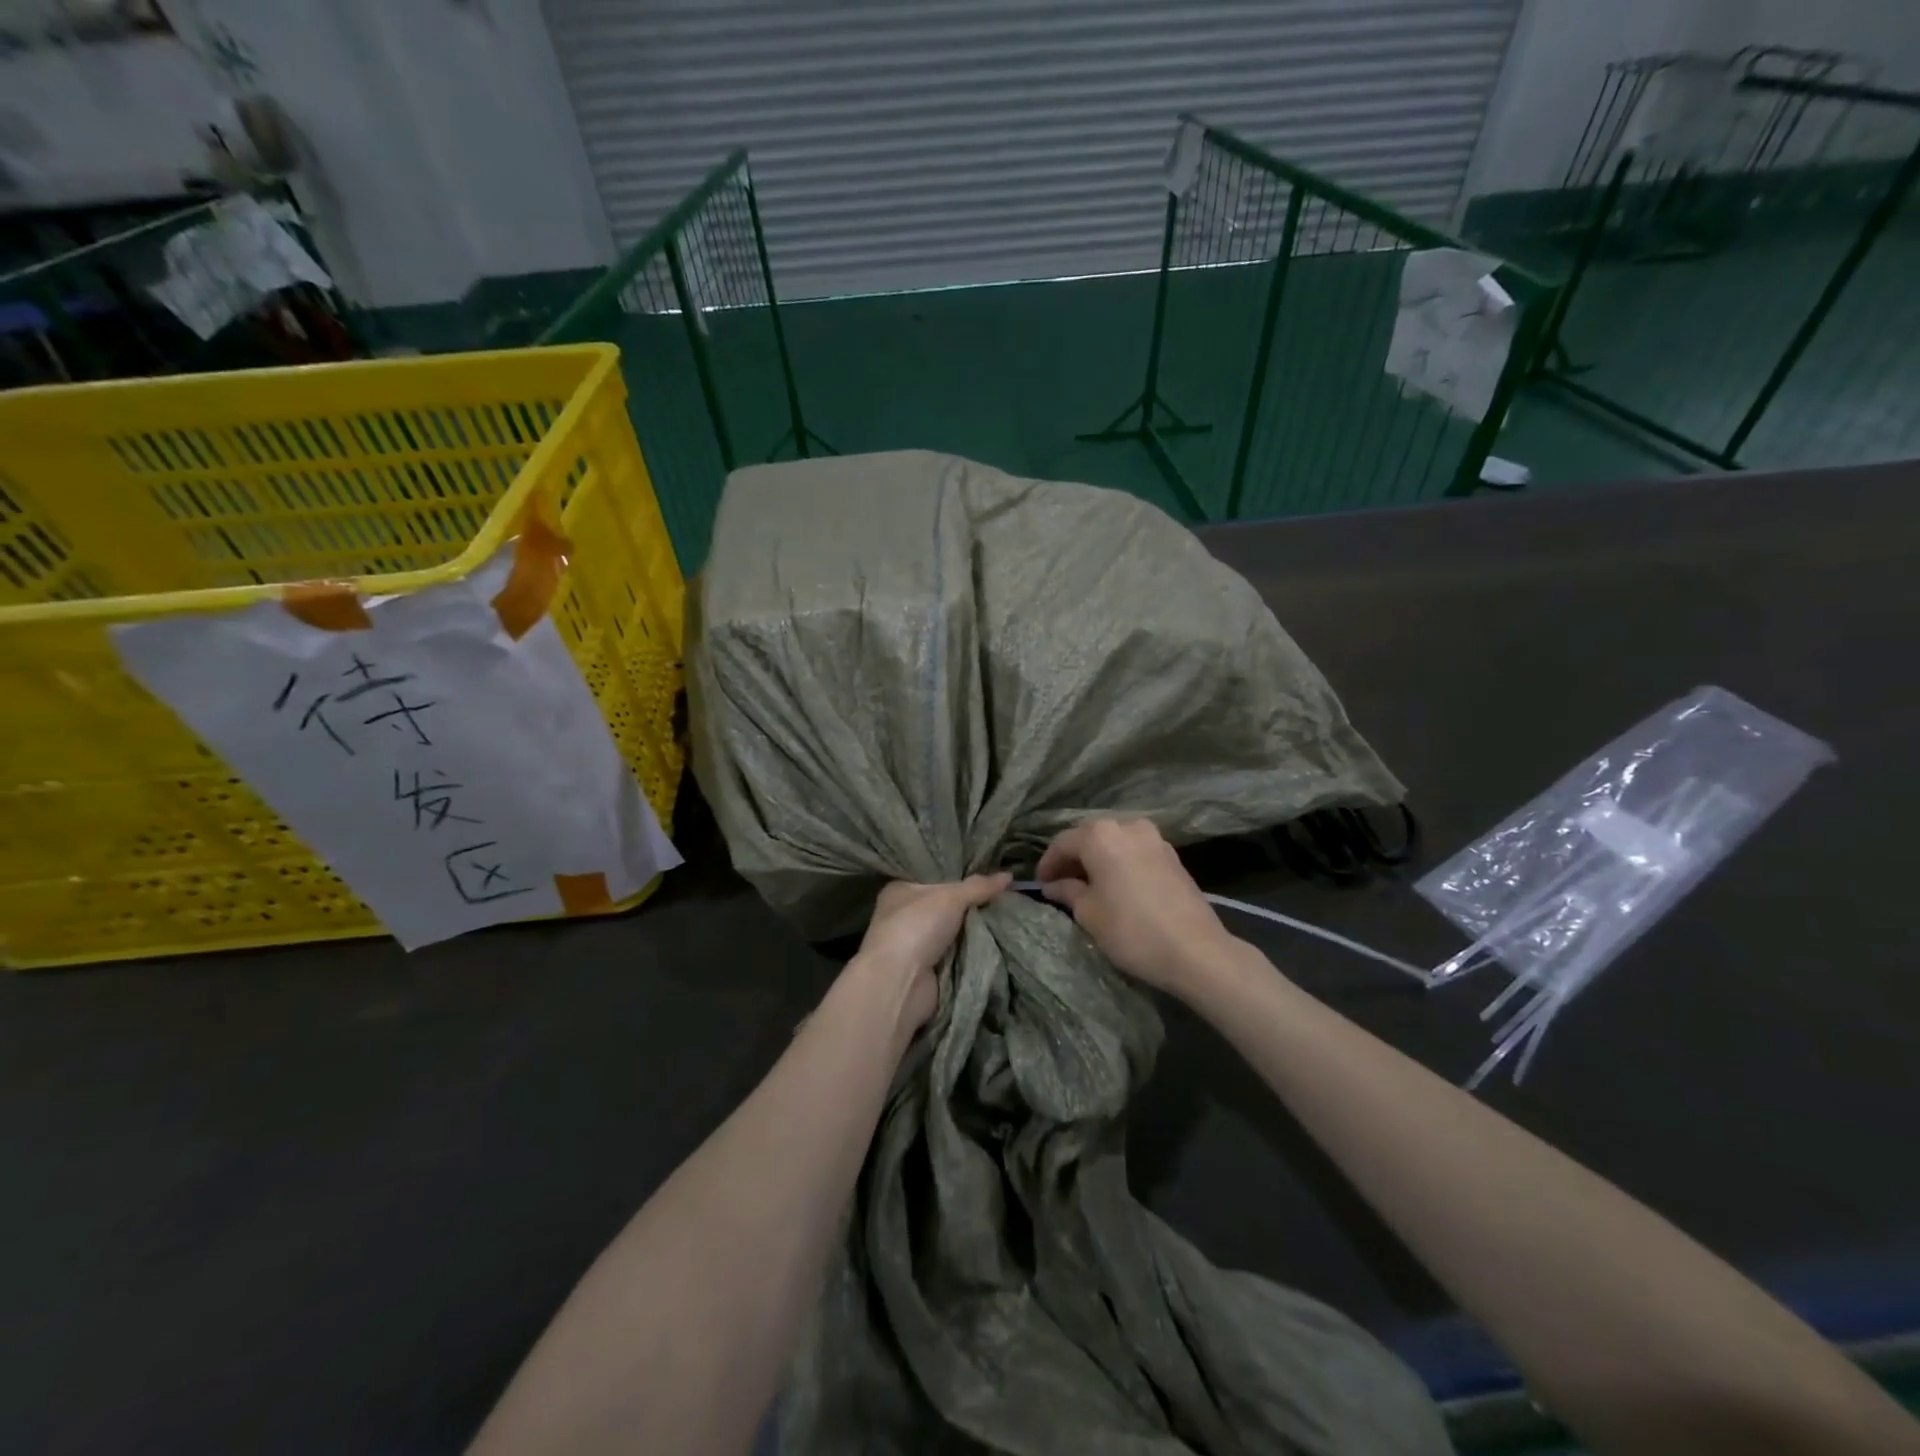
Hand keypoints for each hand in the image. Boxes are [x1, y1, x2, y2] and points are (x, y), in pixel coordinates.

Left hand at [851, 873, 1011, 1033]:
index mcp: (900, 891)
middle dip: (970, 904)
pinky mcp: (926, 969)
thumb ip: (978, 886)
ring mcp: (914, 945)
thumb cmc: (916, 927)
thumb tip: (1008, 875)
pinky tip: (996, 941)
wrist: (900, 982)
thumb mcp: (950, 897)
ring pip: (952, 931)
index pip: (933, 878)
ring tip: (1007, 915)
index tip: (987, 873)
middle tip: (1004, 895)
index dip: (958, 875)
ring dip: (973, 929)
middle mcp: (903, 915)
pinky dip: (971, 951)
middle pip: (945, 906)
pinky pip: (955, 954)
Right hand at [1037, 819, 1236, 997]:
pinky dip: (1120, 862)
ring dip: (1098, 859)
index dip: (1048, 864)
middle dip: (1073, 858)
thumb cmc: (1132, 930)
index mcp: (1101, 835)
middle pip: (1090, 836)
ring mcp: (1154, 838)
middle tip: (1061, 883)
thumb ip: (1068, 892)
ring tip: (1088, 885)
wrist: (1196, 950)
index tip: (1040, 884)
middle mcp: (1127, 826)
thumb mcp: (1090, 913)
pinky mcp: (1172, 855)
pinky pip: (1134, 851)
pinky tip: (1116, 885)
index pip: (1063, 843)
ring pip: (1115, 842)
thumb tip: (1054, 885)